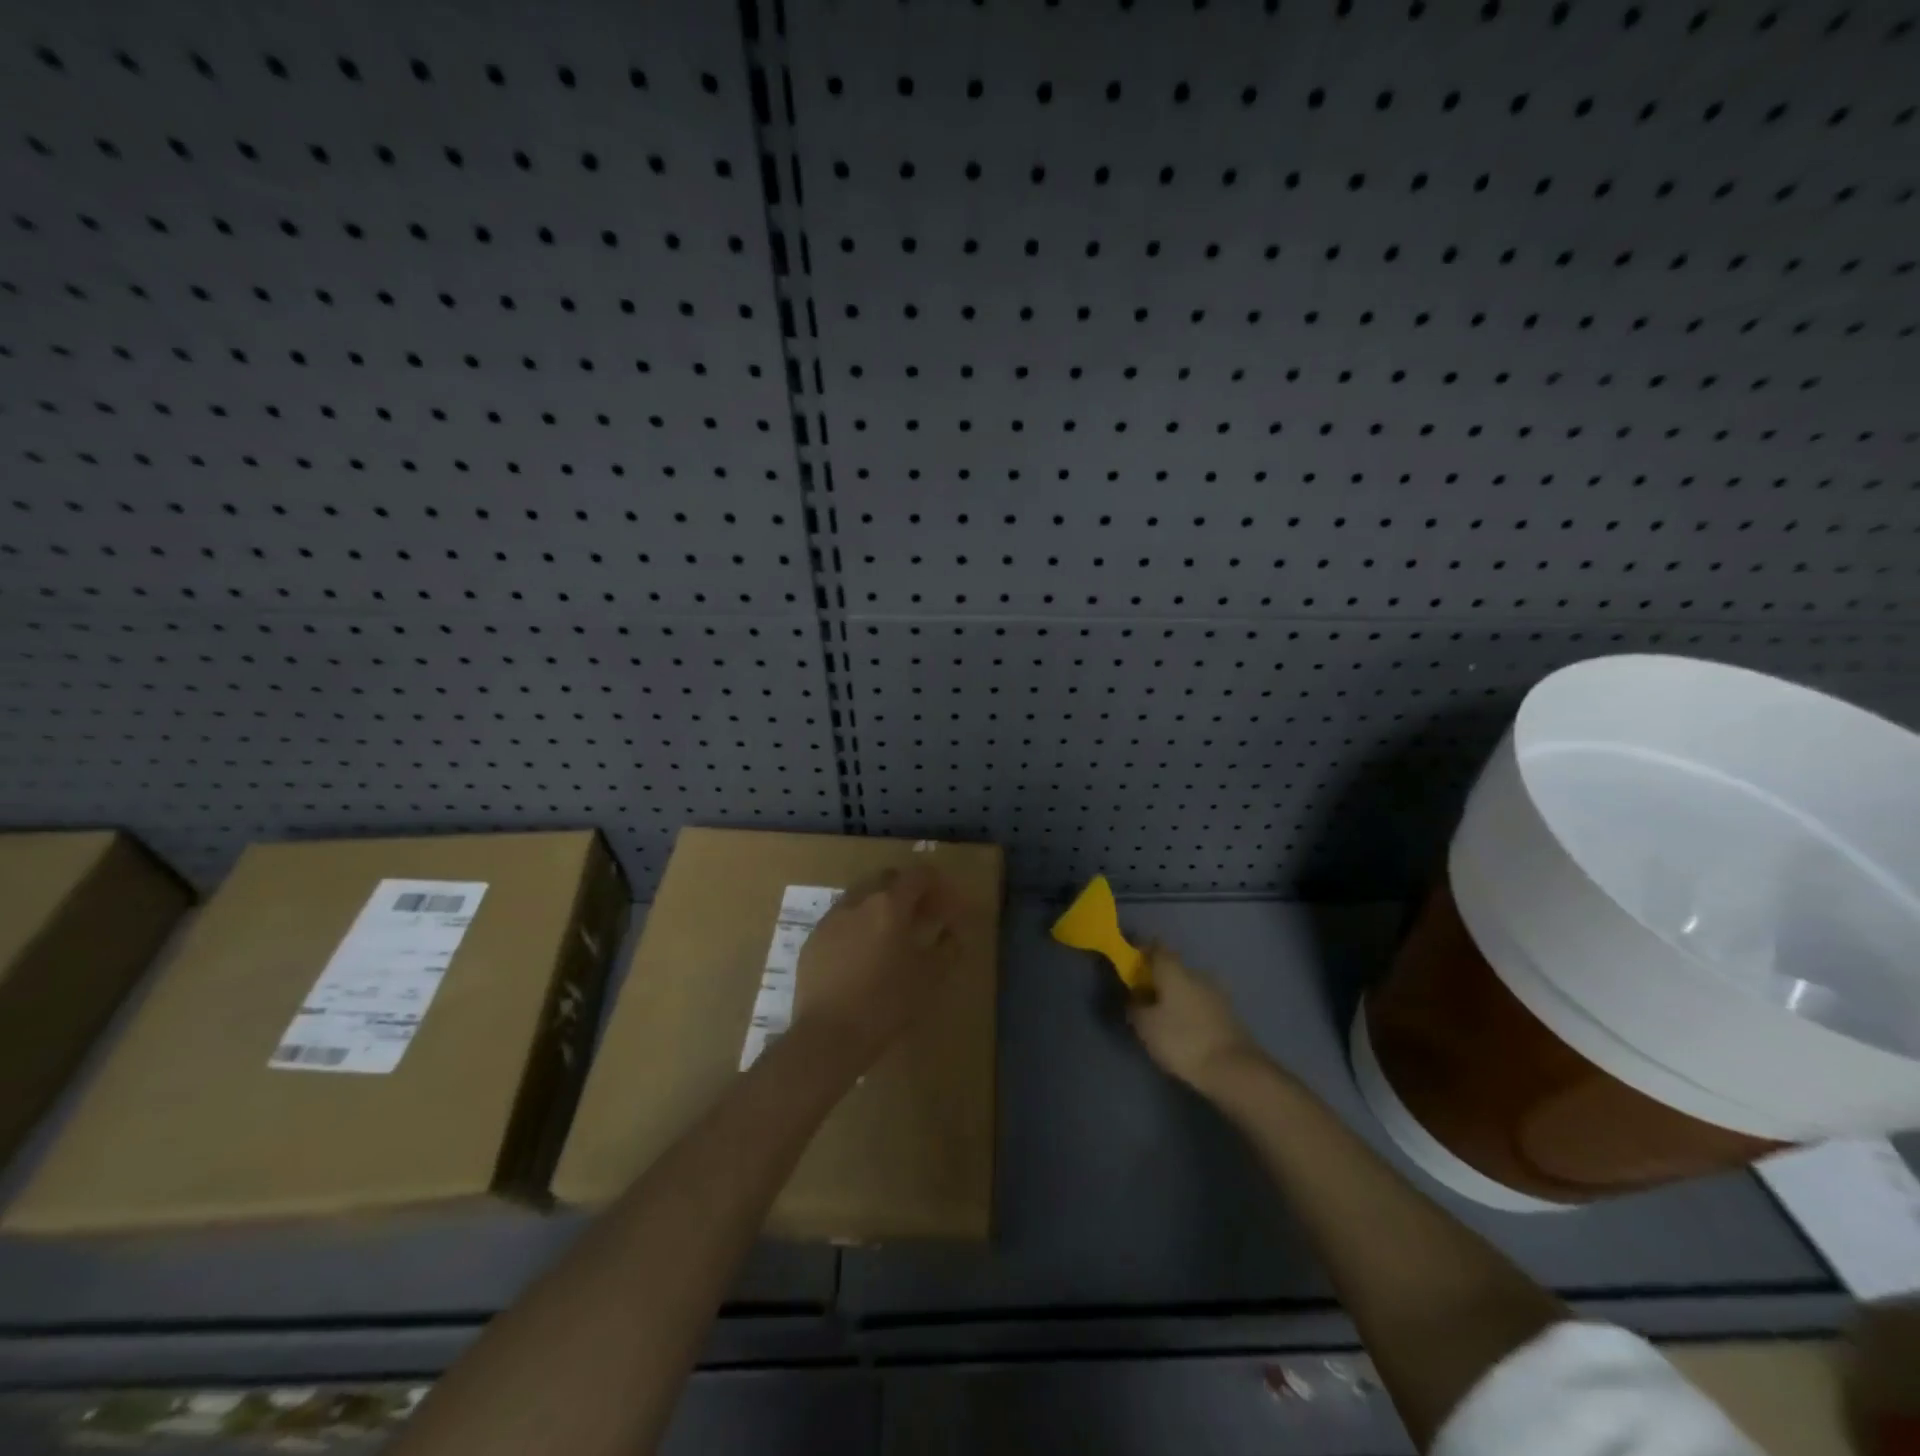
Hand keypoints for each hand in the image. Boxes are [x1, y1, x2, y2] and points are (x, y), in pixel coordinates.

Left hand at [794, 865, 965, 1064]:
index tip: (947, 904)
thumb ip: (948, 947)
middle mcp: (858, 901)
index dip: (938, 884)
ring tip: (890, 935)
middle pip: (887, 879)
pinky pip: (841, 920)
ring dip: (880, 906)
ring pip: (860, 896)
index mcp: (889, 904)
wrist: (828, 1035)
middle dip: (907, 890)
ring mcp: (831, 919)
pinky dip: (857, 925)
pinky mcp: (813, 940)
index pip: (918, 875)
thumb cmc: (886, 1003)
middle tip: (921, 916)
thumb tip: (952, 932)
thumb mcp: (930, 977)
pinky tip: (862, 954)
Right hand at [1127, 947, 1265, 1093]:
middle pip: (1174, 969)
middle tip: (1145, 996)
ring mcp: (1217, 994)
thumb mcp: (1146, 1026)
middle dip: (1159, 979)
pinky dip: (1191, 1011)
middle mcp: (1197, 974)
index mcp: (1174, 971)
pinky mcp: (1230, 1015)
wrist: (1233, 1069)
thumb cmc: (1182, 1040)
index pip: (1156, 948)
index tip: (1131, 963)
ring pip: (1190, 987)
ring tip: (1164, 1017)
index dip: (1143, 952)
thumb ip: (1135, 1006)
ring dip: (1176, 997)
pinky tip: (1185, 1029)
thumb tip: (1135, 997)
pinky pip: (1202, 1005)